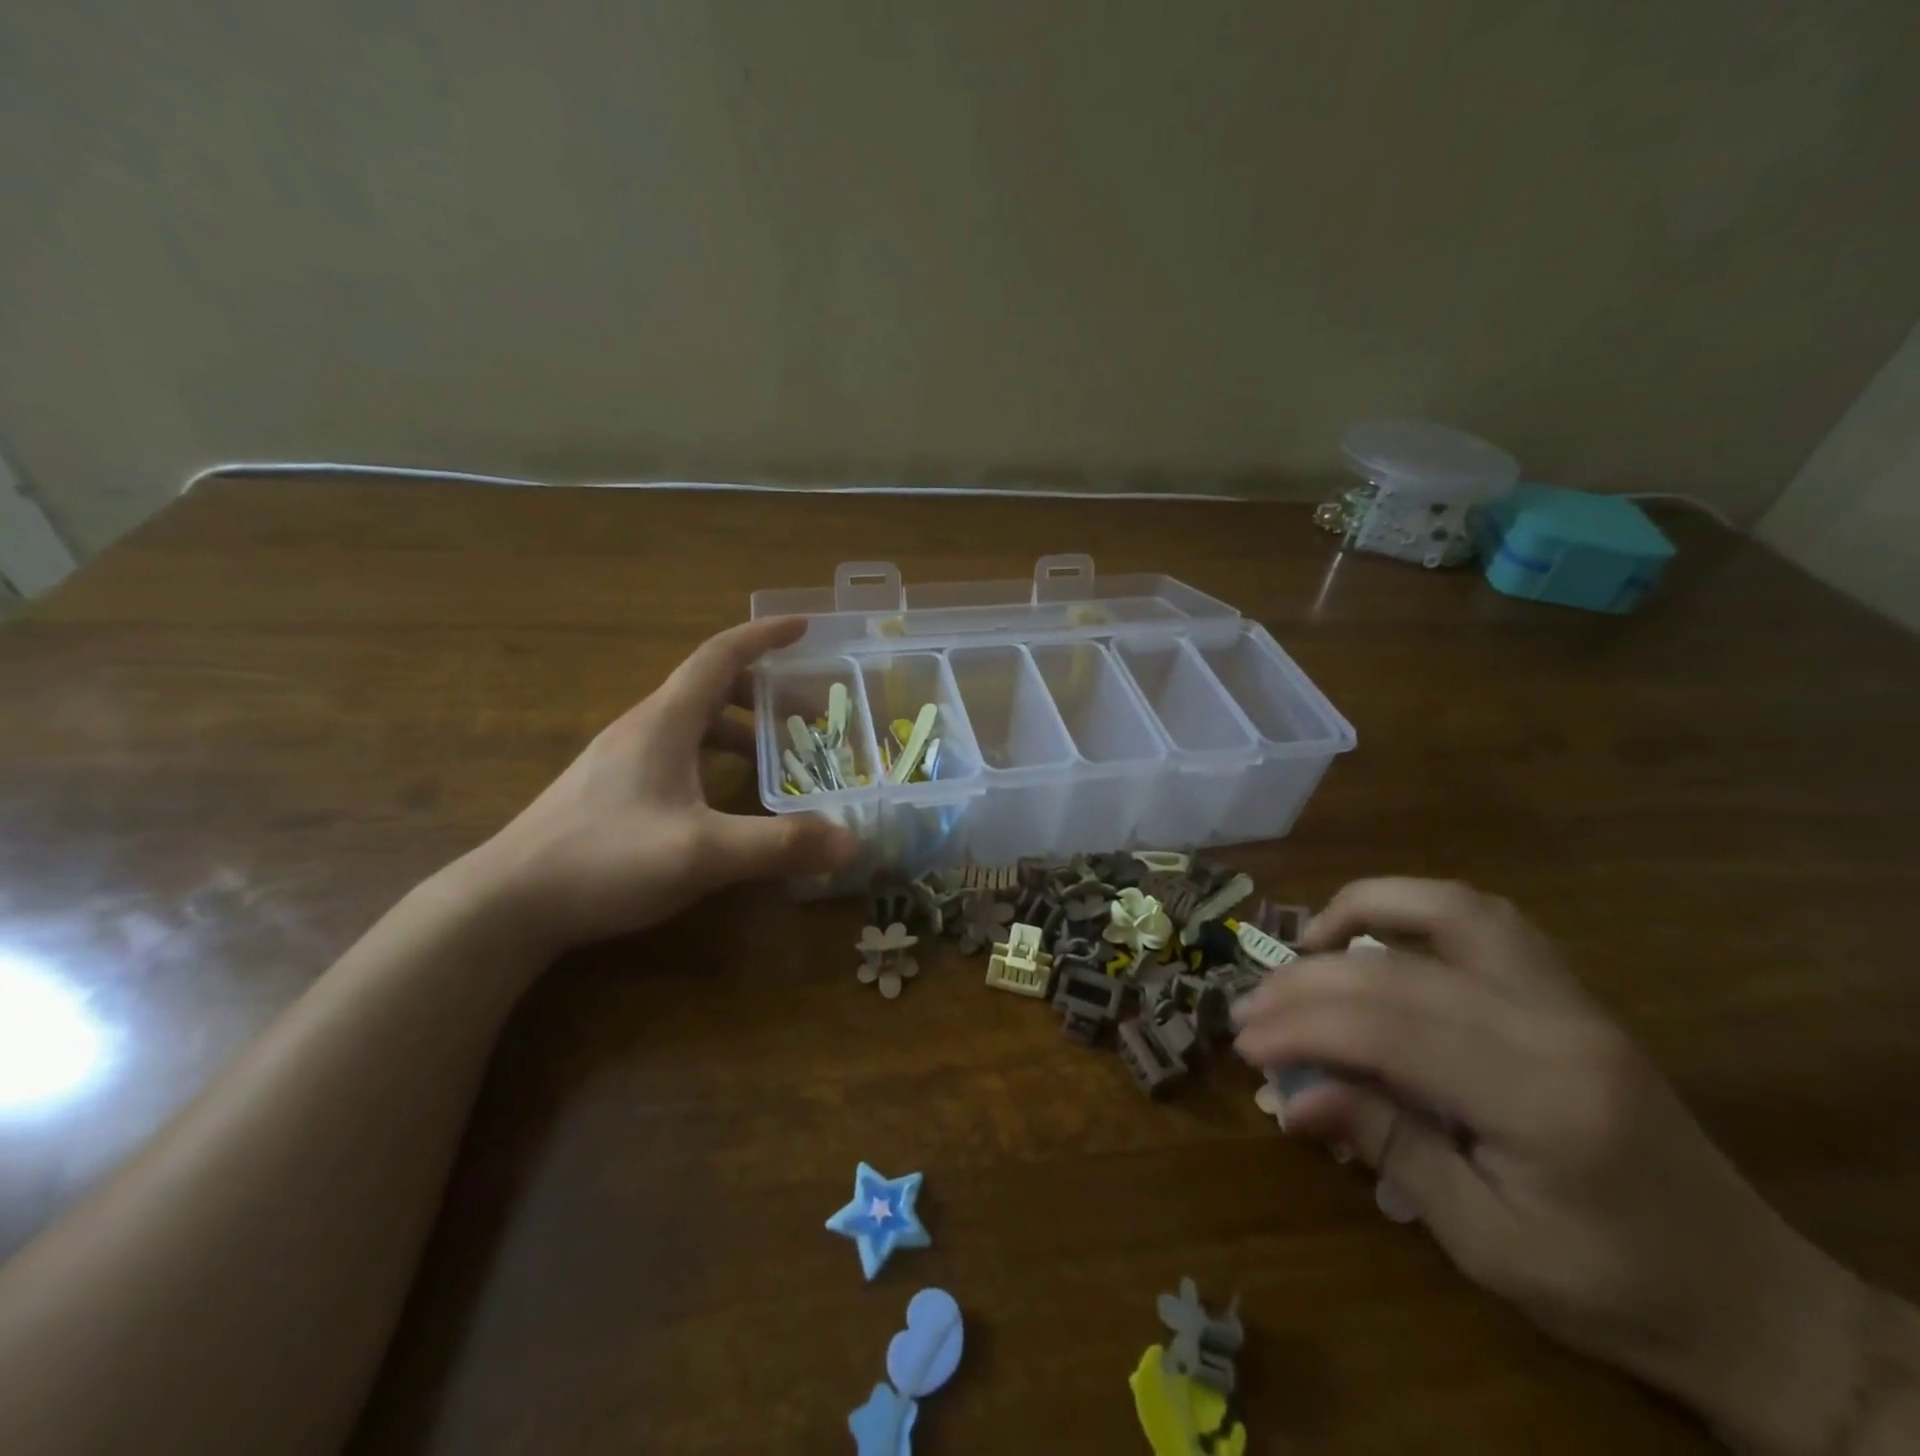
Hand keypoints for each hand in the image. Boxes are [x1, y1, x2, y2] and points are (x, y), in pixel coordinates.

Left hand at [460, 617, 857, 955]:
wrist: (505, 904)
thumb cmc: (604, 861)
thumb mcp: (701, 853)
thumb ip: (779, 846)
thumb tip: (851, 842)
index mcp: (664, 722)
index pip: (719, 656)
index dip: (763, 636)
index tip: (803, 627)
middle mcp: (642, 729)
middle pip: (709, 688)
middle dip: (762, 692)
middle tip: (807, 716)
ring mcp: (621, 759)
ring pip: (691, 725)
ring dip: (738, 730)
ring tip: (776, 759)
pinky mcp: (611, 790)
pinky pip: (676, 754)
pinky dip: (712, 759)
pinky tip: (724, 799)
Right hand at [1231, 878, 1864, 1454]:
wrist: (1756, 1302)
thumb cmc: (1617, 1291)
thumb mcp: (1489, 1244)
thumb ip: (1389, 1148)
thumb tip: (1292, 1096)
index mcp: (1541, 1098)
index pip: (1387, 1028)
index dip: (1300, 1027)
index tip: (1244, 1044)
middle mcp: (1555, 1025)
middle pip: (1398, 969)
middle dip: (1306, 982)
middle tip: (1249, 1007)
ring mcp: (1570, 998)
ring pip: (1449, 909)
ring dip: (1361, 910)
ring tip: (1306, 943)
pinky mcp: (1570, 992)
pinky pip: (1484, 919)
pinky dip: (1413, 910)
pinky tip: (1375, 938)